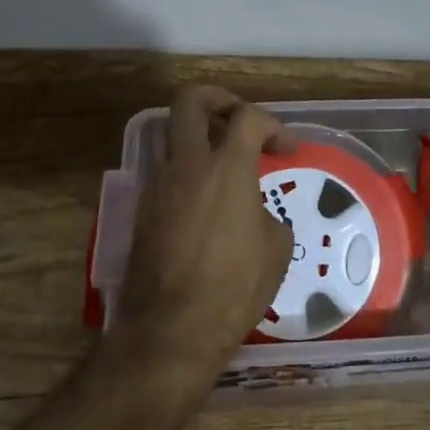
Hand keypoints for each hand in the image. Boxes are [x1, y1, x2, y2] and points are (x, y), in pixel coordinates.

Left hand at [113, 86, 294, 386]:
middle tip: (239, 120)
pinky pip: (162, 168)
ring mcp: (157, 184)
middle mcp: (186, 164)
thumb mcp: (276, 249)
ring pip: (168, 131)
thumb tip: (254, 214)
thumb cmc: (233, 288)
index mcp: (226, 168)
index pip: (249, 117)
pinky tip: (203, 196)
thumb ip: (268, 214)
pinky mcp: (142, 208)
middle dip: (219, 100)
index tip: (287, 149)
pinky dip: (184, 167)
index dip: (274, 124)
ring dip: (196, 132)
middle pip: (191, 100)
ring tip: (220, 156)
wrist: (171, 330)